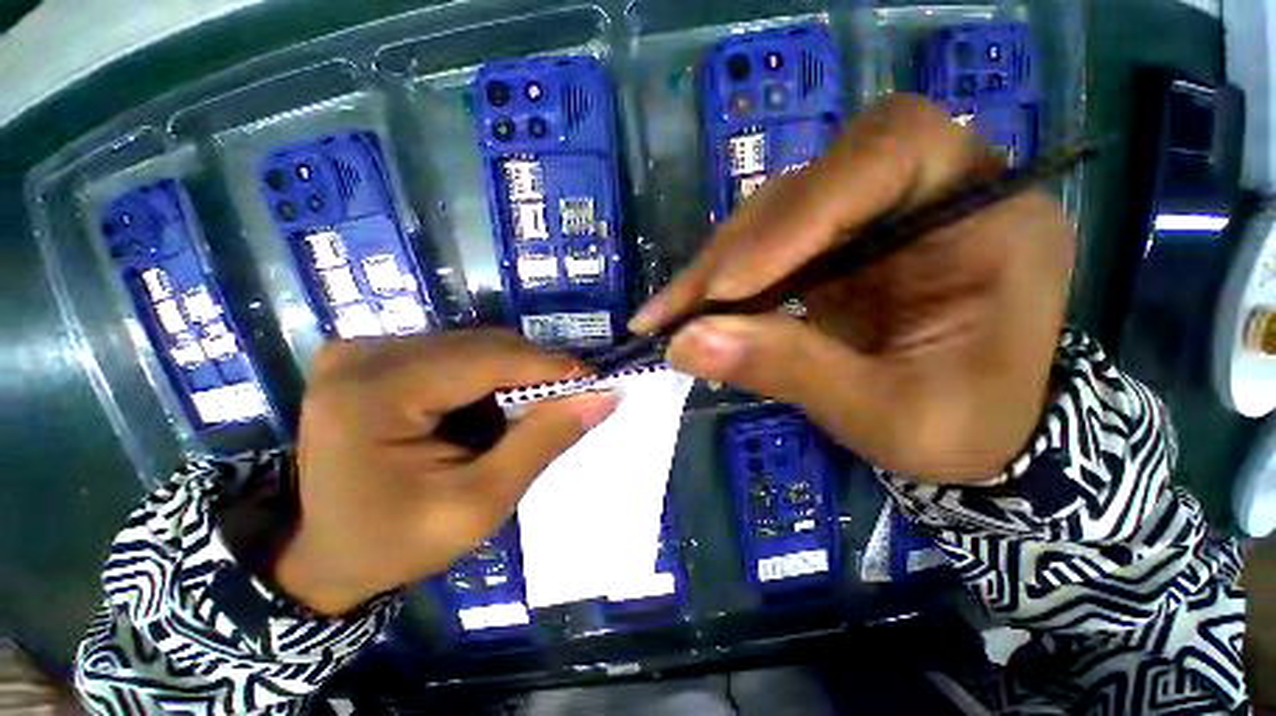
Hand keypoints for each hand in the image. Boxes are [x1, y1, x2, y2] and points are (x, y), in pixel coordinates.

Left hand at [275, 330, 616, 614]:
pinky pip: (454, 352)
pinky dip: (490, 373)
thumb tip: (601, 397)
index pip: (484, 360)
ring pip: (473, 344)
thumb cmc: (399, 541)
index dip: (548, 366)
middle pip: (480, 346)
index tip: (595, 379)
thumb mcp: (481, 503)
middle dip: (534, 371)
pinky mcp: (371, 357)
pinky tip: (497, 403)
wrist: (329, 554)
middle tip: (572, 398)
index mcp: (371, 395)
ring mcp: (363, 351)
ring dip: (515, 372)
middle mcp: (363, 357)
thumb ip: (542, 442)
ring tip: (535, 407)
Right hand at [632, 95, 1074, 481]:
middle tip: (676, 314)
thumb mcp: (886, 414)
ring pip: (772, 215)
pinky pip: (762, 246)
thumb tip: (685, 344)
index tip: (728, 287)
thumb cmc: (961, 428)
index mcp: (988, 216)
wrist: (974, 434)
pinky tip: (688, 313)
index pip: (891, 150)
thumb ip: (791, 370)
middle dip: (734, 252)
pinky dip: (719, 283)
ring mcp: (871, 217)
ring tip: (668, 319)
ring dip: (714, 269)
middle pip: (809, 184)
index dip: (798, 211)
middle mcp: (927, 193)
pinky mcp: (831, 244)